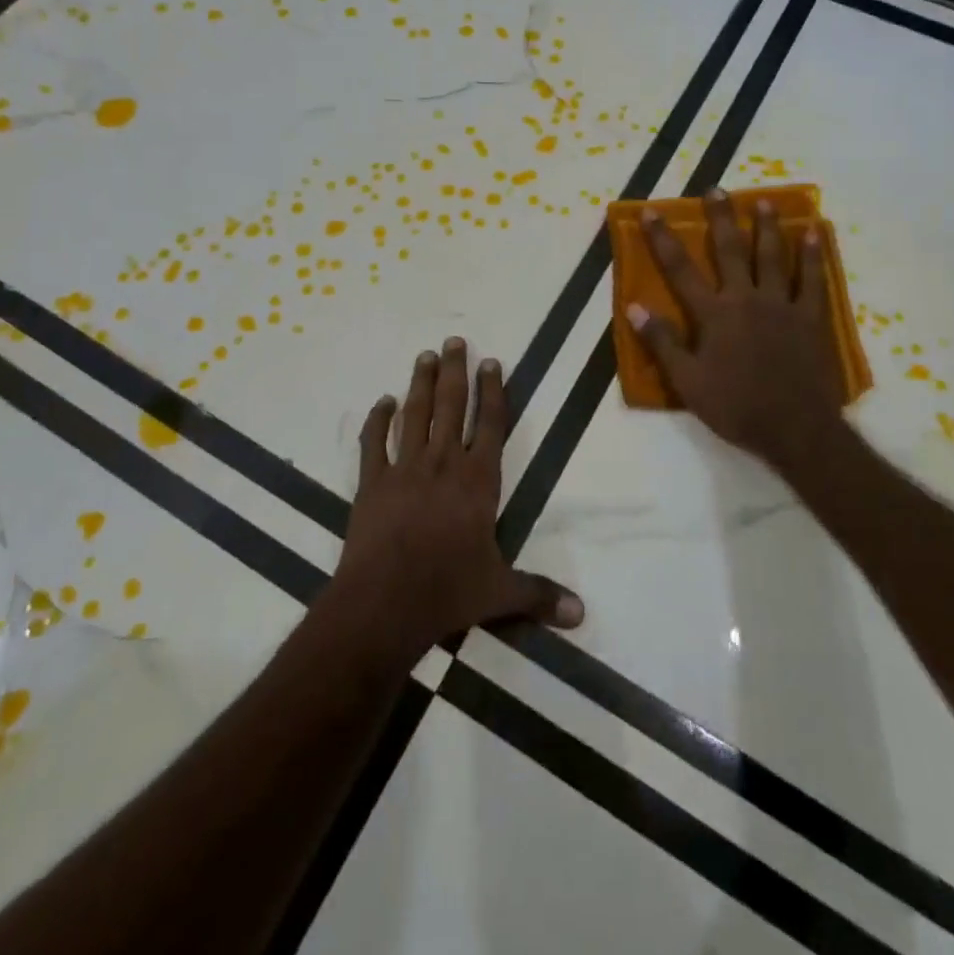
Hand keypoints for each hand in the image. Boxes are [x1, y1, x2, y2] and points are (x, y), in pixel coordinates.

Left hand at [329, 338, 583, 660]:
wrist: (384, 603)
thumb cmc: (447, 592)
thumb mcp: (500, 593)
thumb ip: (540, 595)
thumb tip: (582, 614)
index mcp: (478, 481)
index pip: (491, 424)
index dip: (493, 391)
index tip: (491, 362)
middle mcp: (443, 464)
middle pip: (452, 406)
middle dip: (455, 372)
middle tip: (454, 341)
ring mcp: (404, 469)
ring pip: (415, 415)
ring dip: (421, 384)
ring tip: (425, 356)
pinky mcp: (371, 482)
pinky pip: (374, 443)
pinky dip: (377, 420)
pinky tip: (382, 402)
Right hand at [625, 189, 850, 473]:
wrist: (795, 428)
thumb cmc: (736, 406)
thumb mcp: (687, 381)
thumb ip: (662, 342)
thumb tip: (634, 307)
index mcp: (714, 314)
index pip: (681, 270)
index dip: (663, 240)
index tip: (651, 212)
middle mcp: (746, 299)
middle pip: (731, 250)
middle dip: (721, 218)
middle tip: (716, 189)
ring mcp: (782, 305)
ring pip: (773, 256)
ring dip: (767, 227)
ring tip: (763, 202)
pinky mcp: (811, 317)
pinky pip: (813, 279)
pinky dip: (813, 255)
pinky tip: (814, 234)